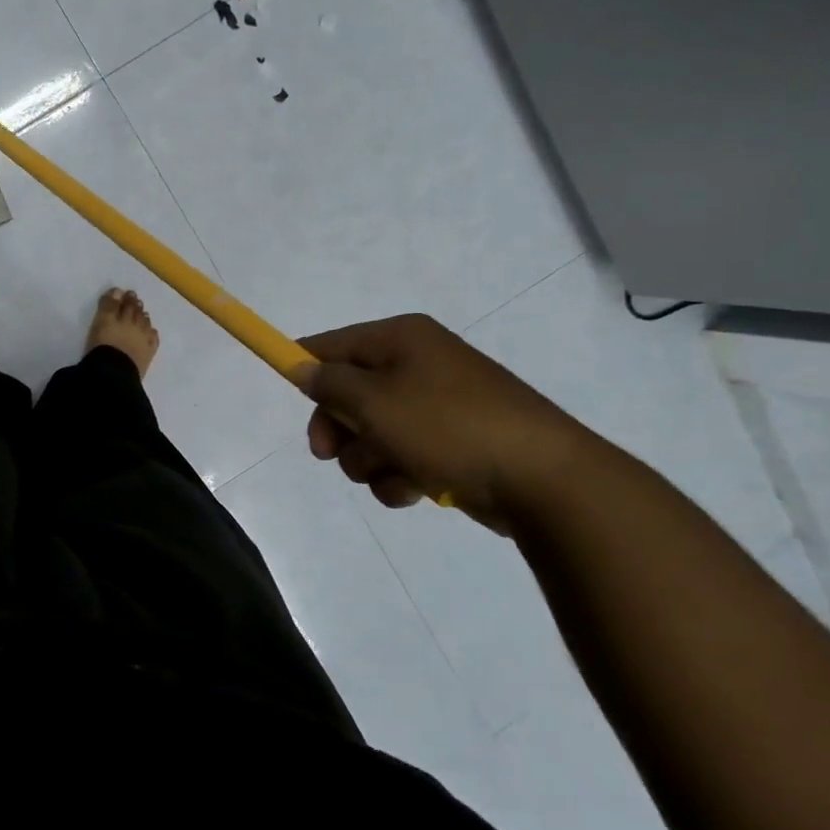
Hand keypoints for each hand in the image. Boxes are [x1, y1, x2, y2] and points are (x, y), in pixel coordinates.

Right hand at [293, 314, 600, 534]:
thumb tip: (304, 367)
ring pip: (373, 432)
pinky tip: (413, 490)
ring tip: (390, 474)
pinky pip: (404, 456)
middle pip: (350, 393)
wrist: (544, 480)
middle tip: (327, 454)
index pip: (333, 343)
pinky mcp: (454, 443)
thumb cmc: (448, 427)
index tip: (285, 391)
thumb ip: (329, 384)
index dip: (304, 366)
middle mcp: (419, 364)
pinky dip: (399, 475)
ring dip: (369, 459)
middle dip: (338, 428)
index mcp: (401, 339)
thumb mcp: (374, 402)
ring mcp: (439, 405)